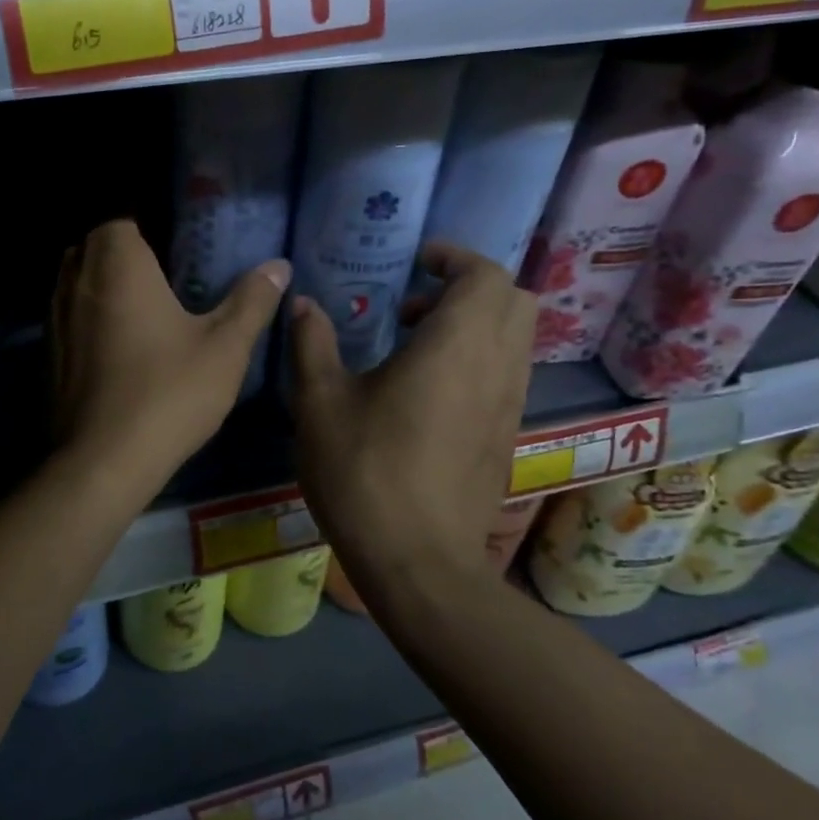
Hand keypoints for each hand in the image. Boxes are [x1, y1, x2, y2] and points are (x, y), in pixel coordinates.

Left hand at [50, 219, 288, 499]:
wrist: (103, 461)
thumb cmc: (168, 393)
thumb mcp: (225, 347)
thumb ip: (251, 301)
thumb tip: (278, 265)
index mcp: (117, 264)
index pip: (120, 219)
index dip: (147, 227)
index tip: (177, 247)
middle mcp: (76, 279)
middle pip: (93, 245)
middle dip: (124, 252)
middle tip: (165, 274)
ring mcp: (55, 317)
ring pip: (76, 279)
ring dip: (103, 283)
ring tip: (144, 306)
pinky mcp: (48, 352)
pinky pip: (68, 315)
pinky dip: (89, 316)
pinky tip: (119, 345)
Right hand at [288, 242, 533, 589]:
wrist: (418, 562)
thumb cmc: (364, 472)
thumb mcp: (320, 403)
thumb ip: (312, 344)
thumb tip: (303, 304)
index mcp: (456, 346)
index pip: (485, 274)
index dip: (454, 257)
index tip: (416, 263)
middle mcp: (497, 366)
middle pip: (513, 299)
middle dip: (469, 287)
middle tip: (415, 305)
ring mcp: (510, 405)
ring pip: (515, 338)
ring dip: (476, 324)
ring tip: (417, 346)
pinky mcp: (507, 437)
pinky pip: (507, 374)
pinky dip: (480, 359)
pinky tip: (429, 392)